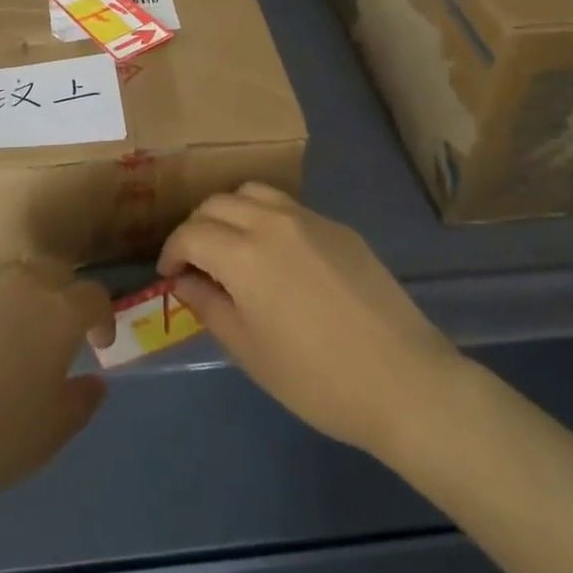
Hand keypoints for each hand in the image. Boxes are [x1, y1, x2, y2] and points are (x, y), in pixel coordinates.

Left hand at [0, 264, 112, 523]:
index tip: (99, 344)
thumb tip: (95, 381)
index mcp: (56, 312)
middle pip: (54, 275)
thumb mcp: (47, 437)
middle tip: (59, 337)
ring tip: (10, 346)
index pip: (93, 296)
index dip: (102, 317)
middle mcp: (20, 286)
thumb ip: (80, 402)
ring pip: (11, 283)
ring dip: (22, 304)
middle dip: (64, 298)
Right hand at [159, 183, 457, 458]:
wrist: (402, 380)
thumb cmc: (316, 378)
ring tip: (231, 246)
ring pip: (253, 192)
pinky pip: (288, 207)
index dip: (172, 251)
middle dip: (197, 228)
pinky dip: (265, 217)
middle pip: (218, 204)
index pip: (191, 233)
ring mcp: (309, 218)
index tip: (170, 274)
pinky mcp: (338, 226)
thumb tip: (184, 280)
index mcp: (244, 254)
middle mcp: (272, 221)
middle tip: (196, 262)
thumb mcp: (249, 350)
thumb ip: (209, 306)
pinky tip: (276, 254)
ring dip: (230, 212)